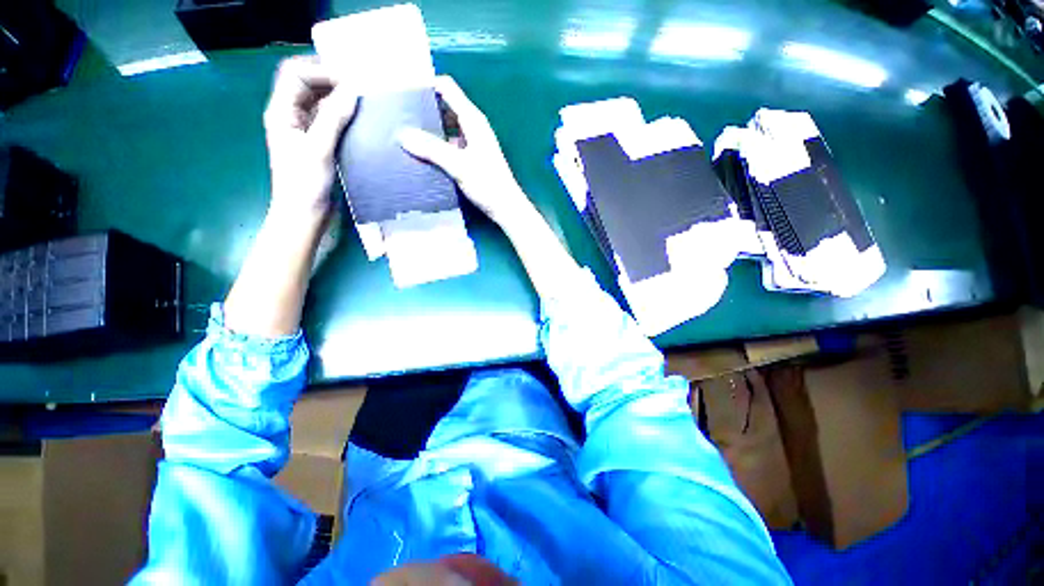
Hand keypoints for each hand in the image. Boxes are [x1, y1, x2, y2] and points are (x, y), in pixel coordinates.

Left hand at [263, 56, 357, 222]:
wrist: (305, 215)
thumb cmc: (305, 185)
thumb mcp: (318, 150)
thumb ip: (333, 118)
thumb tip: (353, 90)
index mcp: (281, 111)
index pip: (295, 74)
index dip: (321, 71)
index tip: (350, 82)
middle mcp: (291, 115)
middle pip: (308, 83)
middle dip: (331, 80)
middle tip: (361, 88)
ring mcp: (305, 129)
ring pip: (320, 100)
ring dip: (340, 97)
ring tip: (364, 101)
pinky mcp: (319, 142)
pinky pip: (331, 119)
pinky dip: (344, 114)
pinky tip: (361, 119)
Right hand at [398, 75, 529, 226]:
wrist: (506, 208)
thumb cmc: (488, 184)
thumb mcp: (458, 165)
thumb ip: (432, 149)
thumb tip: (402, 135)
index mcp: (473, 120)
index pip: (447, 88)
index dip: (426, 86)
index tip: (404, 94)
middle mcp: (473, 127)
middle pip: (445, 107)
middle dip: (424, 110)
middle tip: (400, 119)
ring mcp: (473, 143)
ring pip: (446, 129)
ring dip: (429, 131)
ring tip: (407, 138)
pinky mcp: (471, 158)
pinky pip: (450, 145)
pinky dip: (437, 147)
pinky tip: (423, 156)